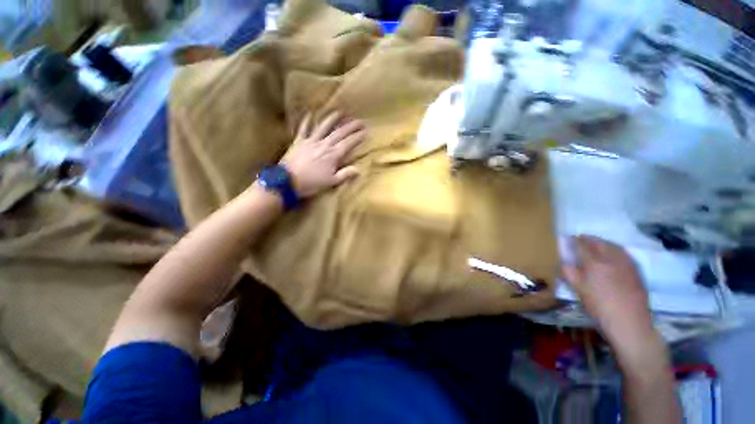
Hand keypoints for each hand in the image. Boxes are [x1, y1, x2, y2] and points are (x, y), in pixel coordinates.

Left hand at [280, 111, 365, 197]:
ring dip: (332, 118)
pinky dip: (306, 120)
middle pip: (340, 132)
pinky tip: (309, 113)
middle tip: (360, 120)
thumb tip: (358, 169)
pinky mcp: (299, 141)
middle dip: (351, 126)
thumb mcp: (330, 182)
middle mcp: (324, 144)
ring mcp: (311, 141)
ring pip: (324, 126)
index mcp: (333, 155)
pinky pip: (303, 128)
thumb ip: (344, 174)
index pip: (349, 143)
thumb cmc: (310, 184)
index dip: (358, 136)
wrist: (287, 181)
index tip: (366, 131)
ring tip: (340, 112)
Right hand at [562, 235, 654, 347]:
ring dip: (601, 243)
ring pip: (609, 244)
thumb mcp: (582, 294)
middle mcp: (608, 254)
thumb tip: (564, 264)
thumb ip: (572, 276)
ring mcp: (622, 258)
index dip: (573, 241)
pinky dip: (613, 250)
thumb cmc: (601, 309)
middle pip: (596, 241)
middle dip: (588, 239)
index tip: (568, 241)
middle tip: (582, 241)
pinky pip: (620, 251)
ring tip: (596, 247)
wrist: (628, 317)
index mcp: (593, 262)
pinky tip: (612, 257)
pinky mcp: (632, 264)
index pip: (581, 245)